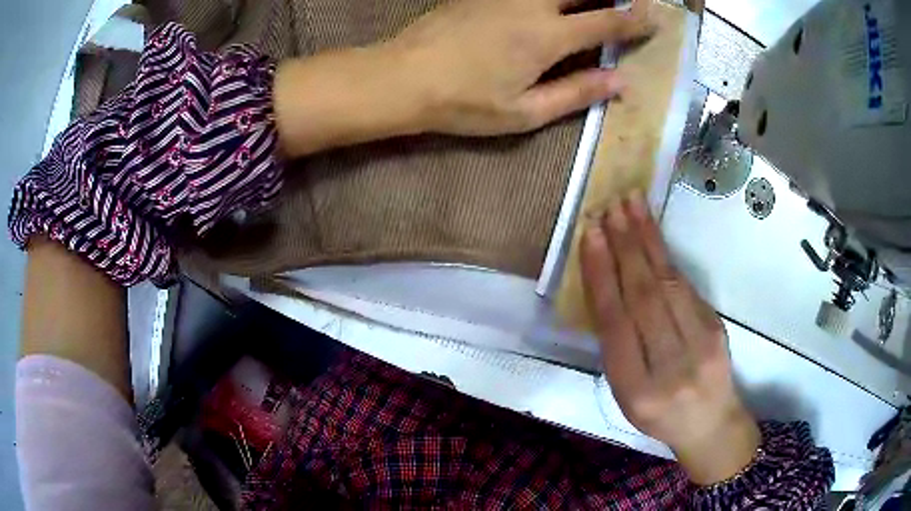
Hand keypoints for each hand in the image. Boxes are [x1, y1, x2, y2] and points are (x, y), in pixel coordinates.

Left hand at [391, 0, 654, 134]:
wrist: (404, 77)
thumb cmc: (464, 103)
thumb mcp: (524, 113)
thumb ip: (576, 94)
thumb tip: (620, 83)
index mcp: (548, 37)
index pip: (606, 22)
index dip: (635, 20)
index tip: (655, 17)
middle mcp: (532, 5)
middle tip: (626, 5)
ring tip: (588, 7)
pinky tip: (550, 5)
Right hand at [580, 191, 760, 485]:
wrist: (710, 423)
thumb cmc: (658, 413)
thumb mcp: (625, 394)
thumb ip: (617, 346)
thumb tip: (608, 283)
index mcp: (636, 390)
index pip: (615, 323)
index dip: (601, 276)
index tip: (589, 236)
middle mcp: (670, 367)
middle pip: (644, 297)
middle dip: (624, 246)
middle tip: (609, 208)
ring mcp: (700, 345)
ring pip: (668, 283)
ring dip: (647, 239)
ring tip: (631, 203)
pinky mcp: (717, 327)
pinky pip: (686, 286)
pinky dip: (666, 255)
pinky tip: (652, 232)